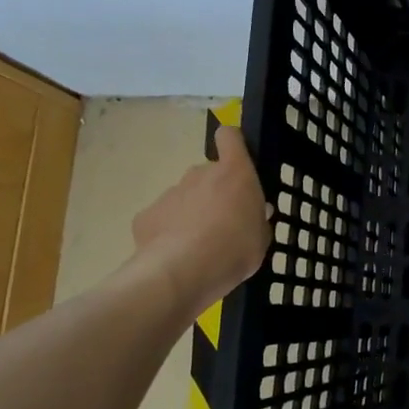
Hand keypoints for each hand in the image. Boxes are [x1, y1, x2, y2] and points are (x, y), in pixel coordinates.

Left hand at [131, 126, 270, 317]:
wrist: (182, 272)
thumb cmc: (234, 250)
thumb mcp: (261, 239)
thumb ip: (258, 220)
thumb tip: (254, 212)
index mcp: (234, 173)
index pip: (230, 136)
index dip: (232, 143)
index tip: (237, 161)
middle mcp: (200, 174)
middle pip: (208, 174)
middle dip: (214, 193)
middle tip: (223, 225)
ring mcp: (171, 192)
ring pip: (185, 197)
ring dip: (192, 214)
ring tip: (198, 247)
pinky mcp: (147, 214)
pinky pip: (163, 219)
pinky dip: (169, 233)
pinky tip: (176, 256)